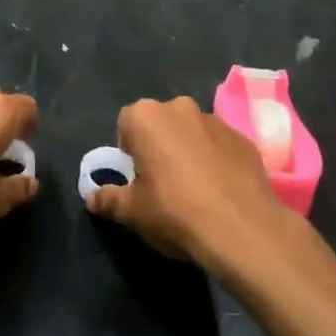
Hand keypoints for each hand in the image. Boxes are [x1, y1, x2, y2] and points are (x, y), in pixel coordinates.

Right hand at [87, 96, 289, 269]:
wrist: (242, 228)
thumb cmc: (174, 211)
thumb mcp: (131, 211)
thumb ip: (107, 198)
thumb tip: (92, 197)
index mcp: (146, 116)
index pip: (126, 124)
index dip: (128, 151)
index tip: (135, 178)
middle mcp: (180, 107)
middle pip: (160, 124)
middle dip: (158, 146)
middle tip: (161, 184)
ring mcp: (216, 120)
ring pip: (191, 132)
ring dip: (188, 151)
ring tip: (194, 190)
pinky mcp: (244, 138)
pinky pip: (219, 146)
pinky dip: (216, 161)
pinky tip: (219, 192)